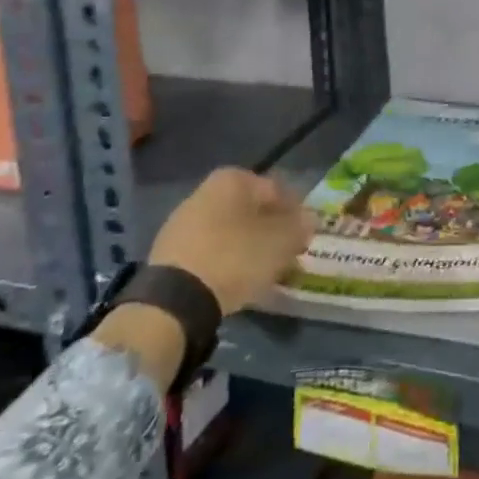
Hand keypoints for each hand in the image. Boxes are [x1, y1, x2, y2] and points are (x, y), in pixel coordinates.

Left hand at [148, 167, 315, 315]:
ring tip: (264, 271)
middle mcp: (205, 191)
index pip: (277, 190)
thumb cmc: (235, 257)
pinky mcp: (169, 251)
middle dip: (270, 228)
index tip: (305, 236)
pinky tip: (236, 280)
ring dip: (249, 245)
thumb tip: (309, 219)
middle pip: (250, 209)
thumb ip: (299, 227)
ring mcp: (183, 221)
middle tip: (286, 253)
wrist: (175, 299)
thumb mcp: (280, 242)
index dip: (295, 213)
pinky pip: (210, 250)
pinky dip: (226, 260)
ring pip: (230, 230)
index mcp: (233, 179)